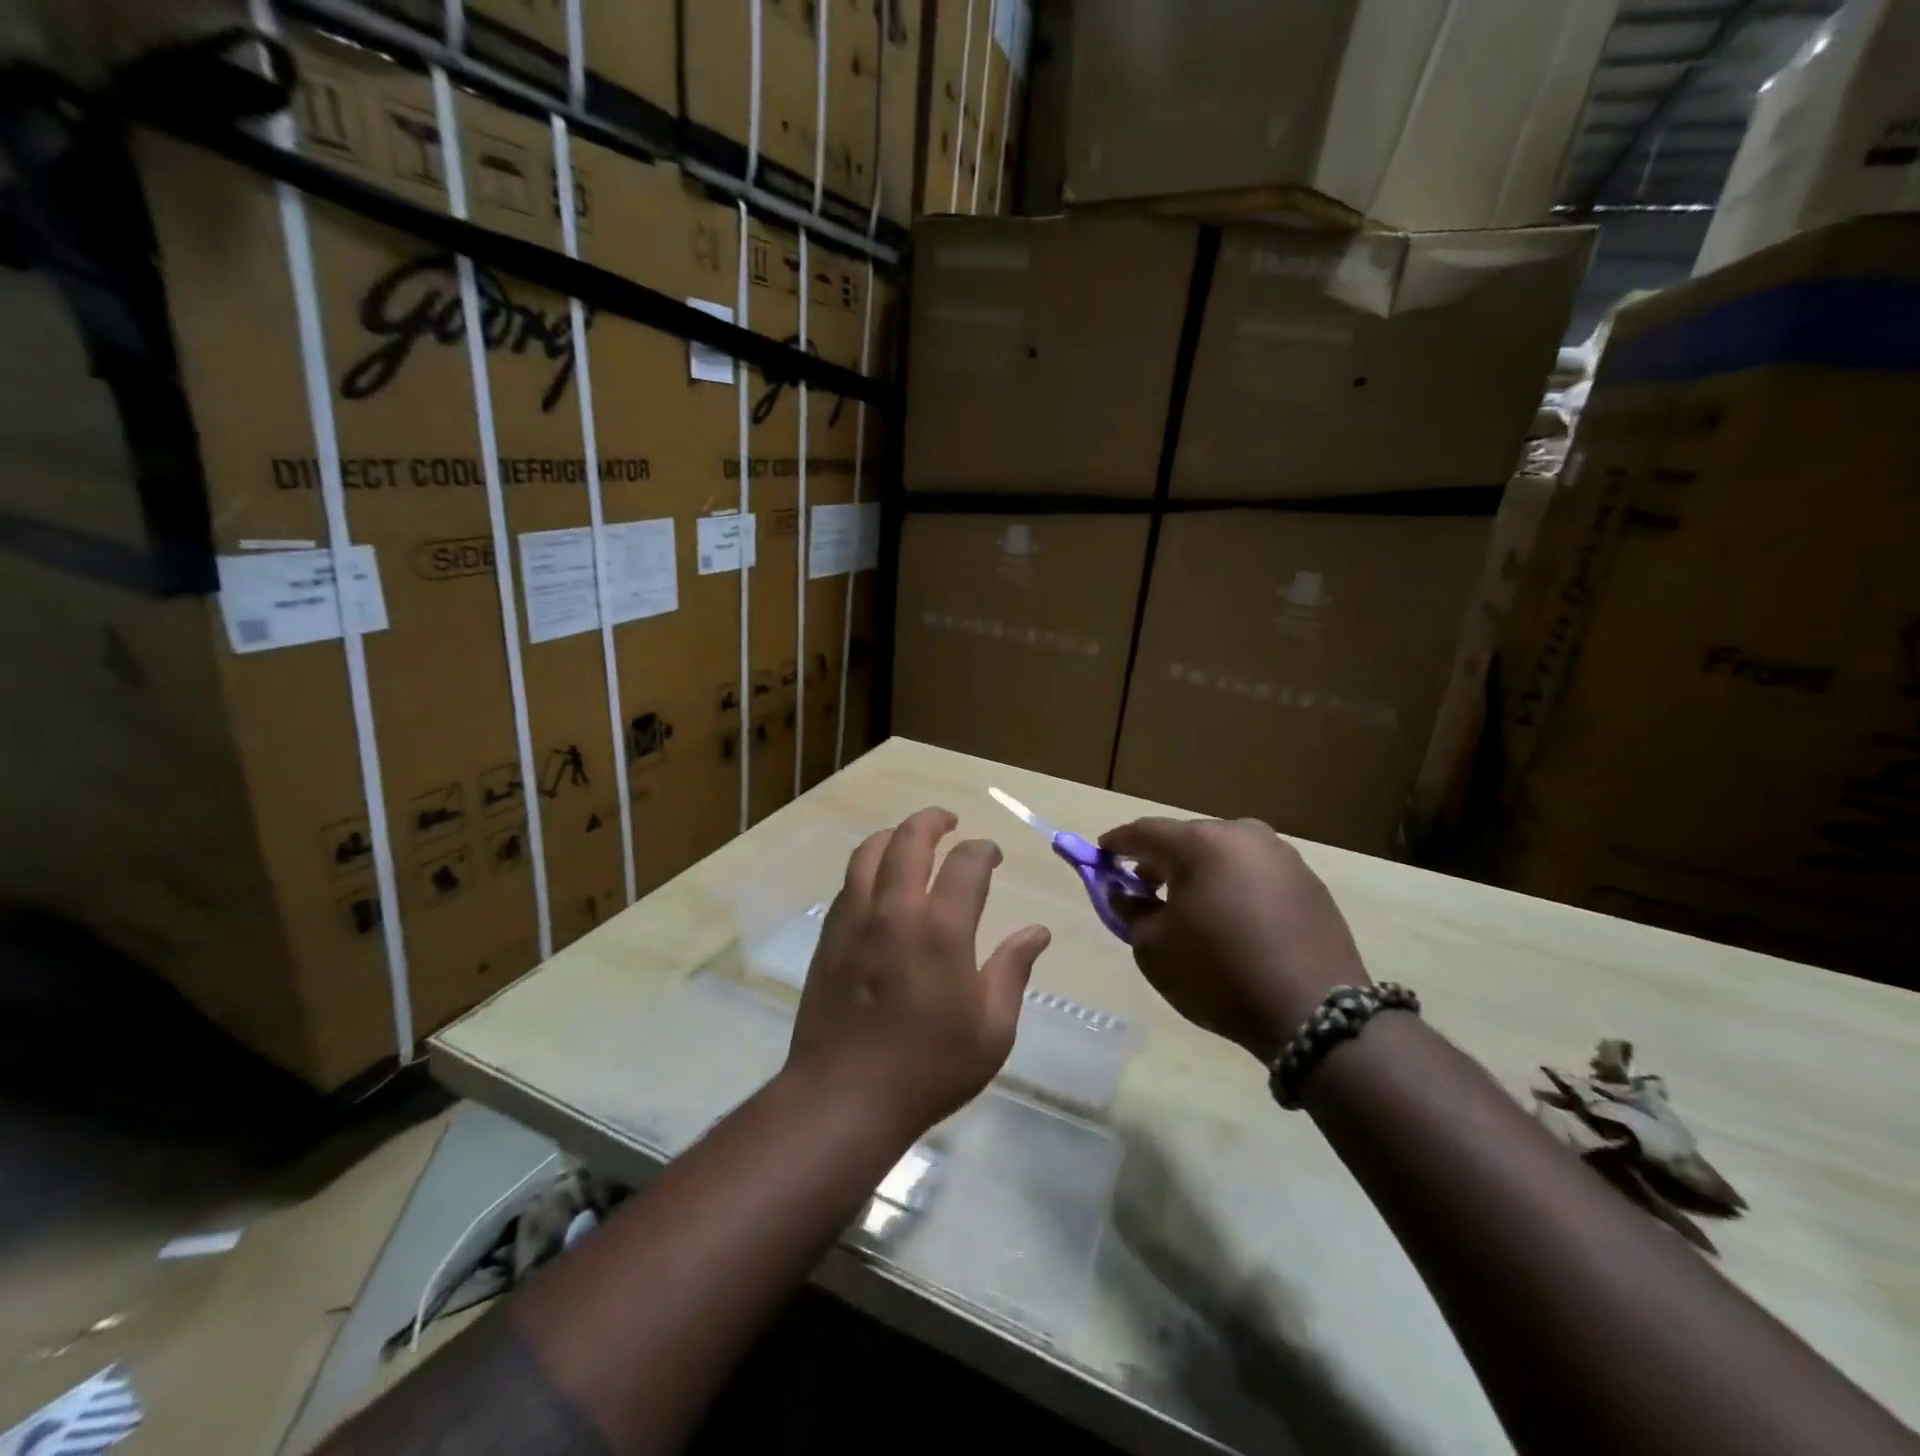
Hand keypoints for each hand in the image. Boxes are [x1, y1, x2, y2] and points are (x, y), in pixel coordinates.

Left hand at [784, 807, 1051, 1141]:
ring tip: (910, 839)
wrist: (843, 1099)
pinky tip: (880, 883)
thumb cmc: (928, 1068)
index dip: (983, 850)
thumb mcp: (991, 1030)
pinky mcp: (830, 936)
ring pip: (869, 852)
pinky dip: (868, 867)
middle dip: (933, 820)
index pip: (966, 864)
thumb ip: (1012, 971)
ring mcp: (855, 920)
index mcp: (942, 930)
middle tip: (949, 821)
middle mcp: (895, 911)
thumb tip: (1037, 932)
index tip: (992, 855)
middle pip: (909, 839)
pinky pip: (849, 882)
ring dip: (894, 835)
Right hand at [1100, 817, 1369, 1061]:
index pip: (1145, 832)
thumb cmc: (1218, 974)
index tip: (1100, 854)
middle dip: (1160, 858)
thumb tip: (1126, 892)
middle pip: (1188, 838)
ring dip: (1200, 871)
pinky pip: (1256, 873)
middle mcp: (1244, 835)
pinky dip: (1234, 885)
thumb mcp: (1154, 948)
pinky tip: (1231, 917)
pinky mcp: (1309, 881)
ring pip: (1225, 853)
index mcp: (1201, 843)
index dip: (1117, 843)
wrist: (1314, 1014)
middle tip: (1143, 884)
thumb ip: (1131, 910)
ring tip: (1189, 904)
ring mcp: (1283, 856)